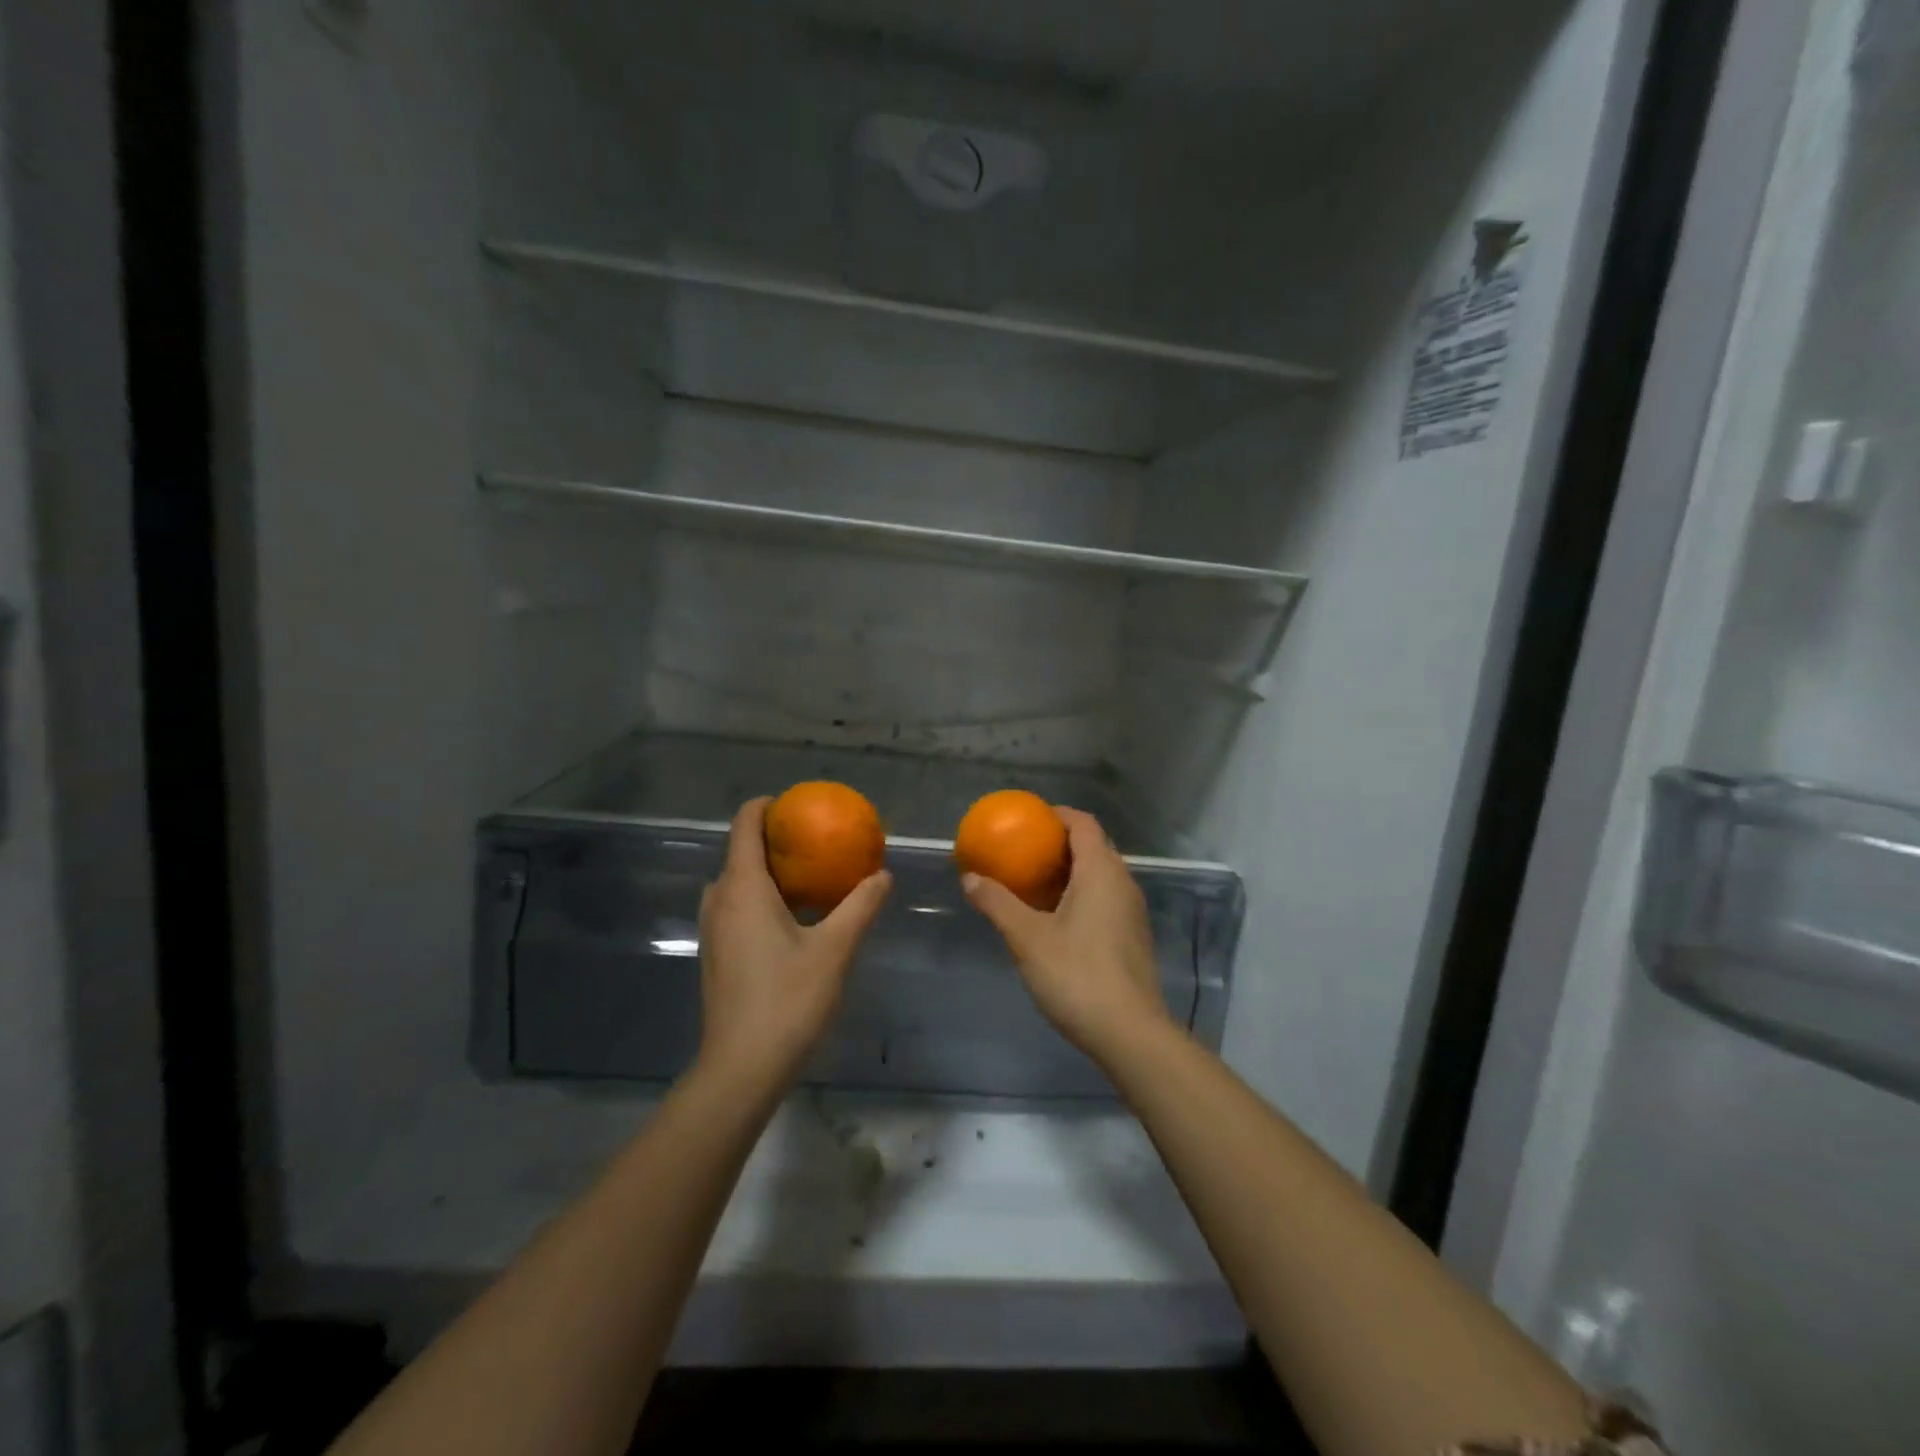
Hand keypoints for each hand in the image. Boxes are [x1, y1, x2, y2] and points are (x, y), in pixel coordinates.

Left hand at [696, 797, 891, 1089]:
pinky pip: (736, 906)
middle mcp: (719, 900)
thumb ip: (860, 906)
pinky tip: (794, 917)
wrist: (742, 1067)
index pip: (744, 824)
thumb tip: (884, 875)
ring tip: (809, 875)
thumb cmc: (788, 1000)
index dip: (766, 806)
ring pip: (737, 882)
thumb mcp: (835, 949)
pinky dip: (761, 896)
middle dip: (774, 839)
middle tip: (815, 840)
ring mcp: (713, 929)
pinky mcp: (715, 953)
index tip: (797, 804)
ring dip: (768, 870)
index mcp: (743, 887)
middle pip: (740, 851)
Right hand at [963, 807, 1175, 1064]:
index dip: (1056, 815)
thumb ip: (997, 903)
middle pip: (1093, 846)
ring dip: (1070, 871)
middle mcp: (1123, 882)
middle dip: (1059, 843)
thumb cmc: (1076, 975)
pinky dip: (1081, 894)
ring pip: (1101, 874)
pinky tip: (1057, 919)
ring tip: (1034, 883)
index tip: (1028, 820)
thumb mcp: (1027, 938)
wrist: (1129, 1032)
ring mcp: (1132, 911)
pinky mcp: (1133, 936)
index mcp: (1101, 871)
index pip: (1083, 823)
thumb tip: (969, 877)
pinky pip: (1106, 898)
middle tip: (1024, 851)